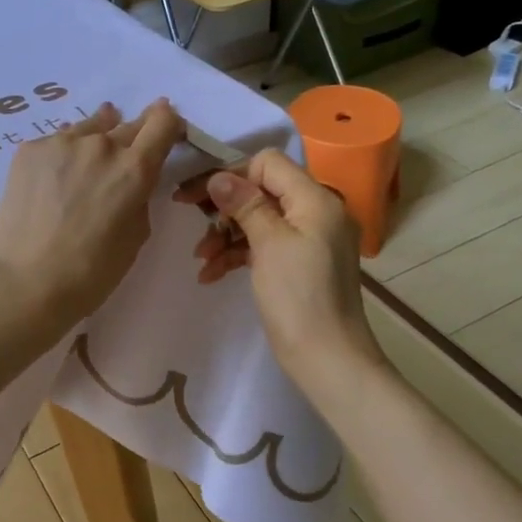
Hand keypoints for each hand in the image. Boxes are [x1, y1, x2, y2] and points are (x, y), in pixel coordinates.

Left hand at [0, 100, 184, 327]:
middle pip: (127, 124)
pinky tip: (53, 180)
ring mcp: (61, 142)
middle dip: (132, 138)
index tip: (165, 132)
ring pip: (89, 128)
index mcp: (134, 168)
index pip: (163, 122)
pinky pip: (56, 141)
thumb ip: (139, 196)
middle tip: (123, 160)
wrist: (25, 281)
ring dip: (95, 141)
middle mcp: (101, 144)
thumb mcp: (135, 235)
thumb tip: (130, 178)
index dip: (168, 123)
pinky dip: (62, 154)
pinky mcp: (29, 149)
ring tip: (85, 166)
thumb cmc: (91, 272)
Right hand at [178, 149, 385, 398]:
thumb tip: (219, 176)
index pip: (268, 163)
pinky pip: (265, 245)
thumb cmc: (298, 297)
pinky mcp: (301, 263)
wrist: (328, 358)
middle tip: (193, 222)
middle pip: (262, 190)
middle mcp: (317, 211)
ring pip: (259, 219)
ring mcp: (310, 239)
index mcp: (316, 199)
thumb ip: (245, 204)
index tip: (200, 196)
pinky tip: (211, 274)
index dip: (233, 175)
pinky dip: (238, 254)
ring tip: (201, 259)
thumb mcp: (268, 244)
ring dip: (226, 234)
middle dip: (225, 208)